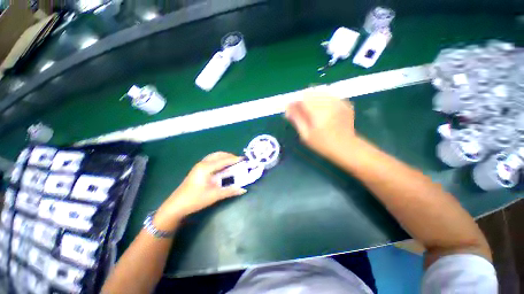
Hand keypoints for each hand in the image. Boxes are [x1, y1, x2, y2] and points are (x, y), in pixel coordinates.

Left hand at [155, 152, 246, 228]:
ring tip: (232, 162)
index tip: (244, 159)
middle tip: (239, 161)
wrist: (176, 205)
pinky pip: (211, 160)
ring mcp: (199, 165)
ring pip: (214, 156)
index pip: (223, 160)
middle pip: (218, 155)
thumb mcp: (214, 195)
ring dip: (224, 157)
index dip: (234, 159)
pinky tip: (222, 166)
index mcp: (206, 168)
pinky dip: (219, 160)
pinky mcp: (198, 169)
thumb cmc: (195, 199)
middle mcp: (202, 163)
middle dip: (229, 156)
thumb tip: (243, 189)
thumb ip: (230, 191)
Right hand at [285, 90, 356, 157]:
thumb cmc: (322, 144)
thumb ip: (296, 118)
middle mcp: (329, 103)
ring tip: (314, 113)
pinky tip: (324, 112)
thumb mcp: (305, 134)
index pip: (303, 97)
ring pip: (320, 93)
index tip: (293, 109)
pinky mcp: (345, 103)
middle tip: (304, 113)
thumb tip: (287, 106)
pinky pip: (330, 96)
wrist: (346, 147)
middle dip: (304, 100)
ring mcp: (339, 102)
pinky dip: (323, 101)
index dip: (296, 101)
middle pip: (312, 93)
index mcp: (318, 112)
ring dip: (313, 99)